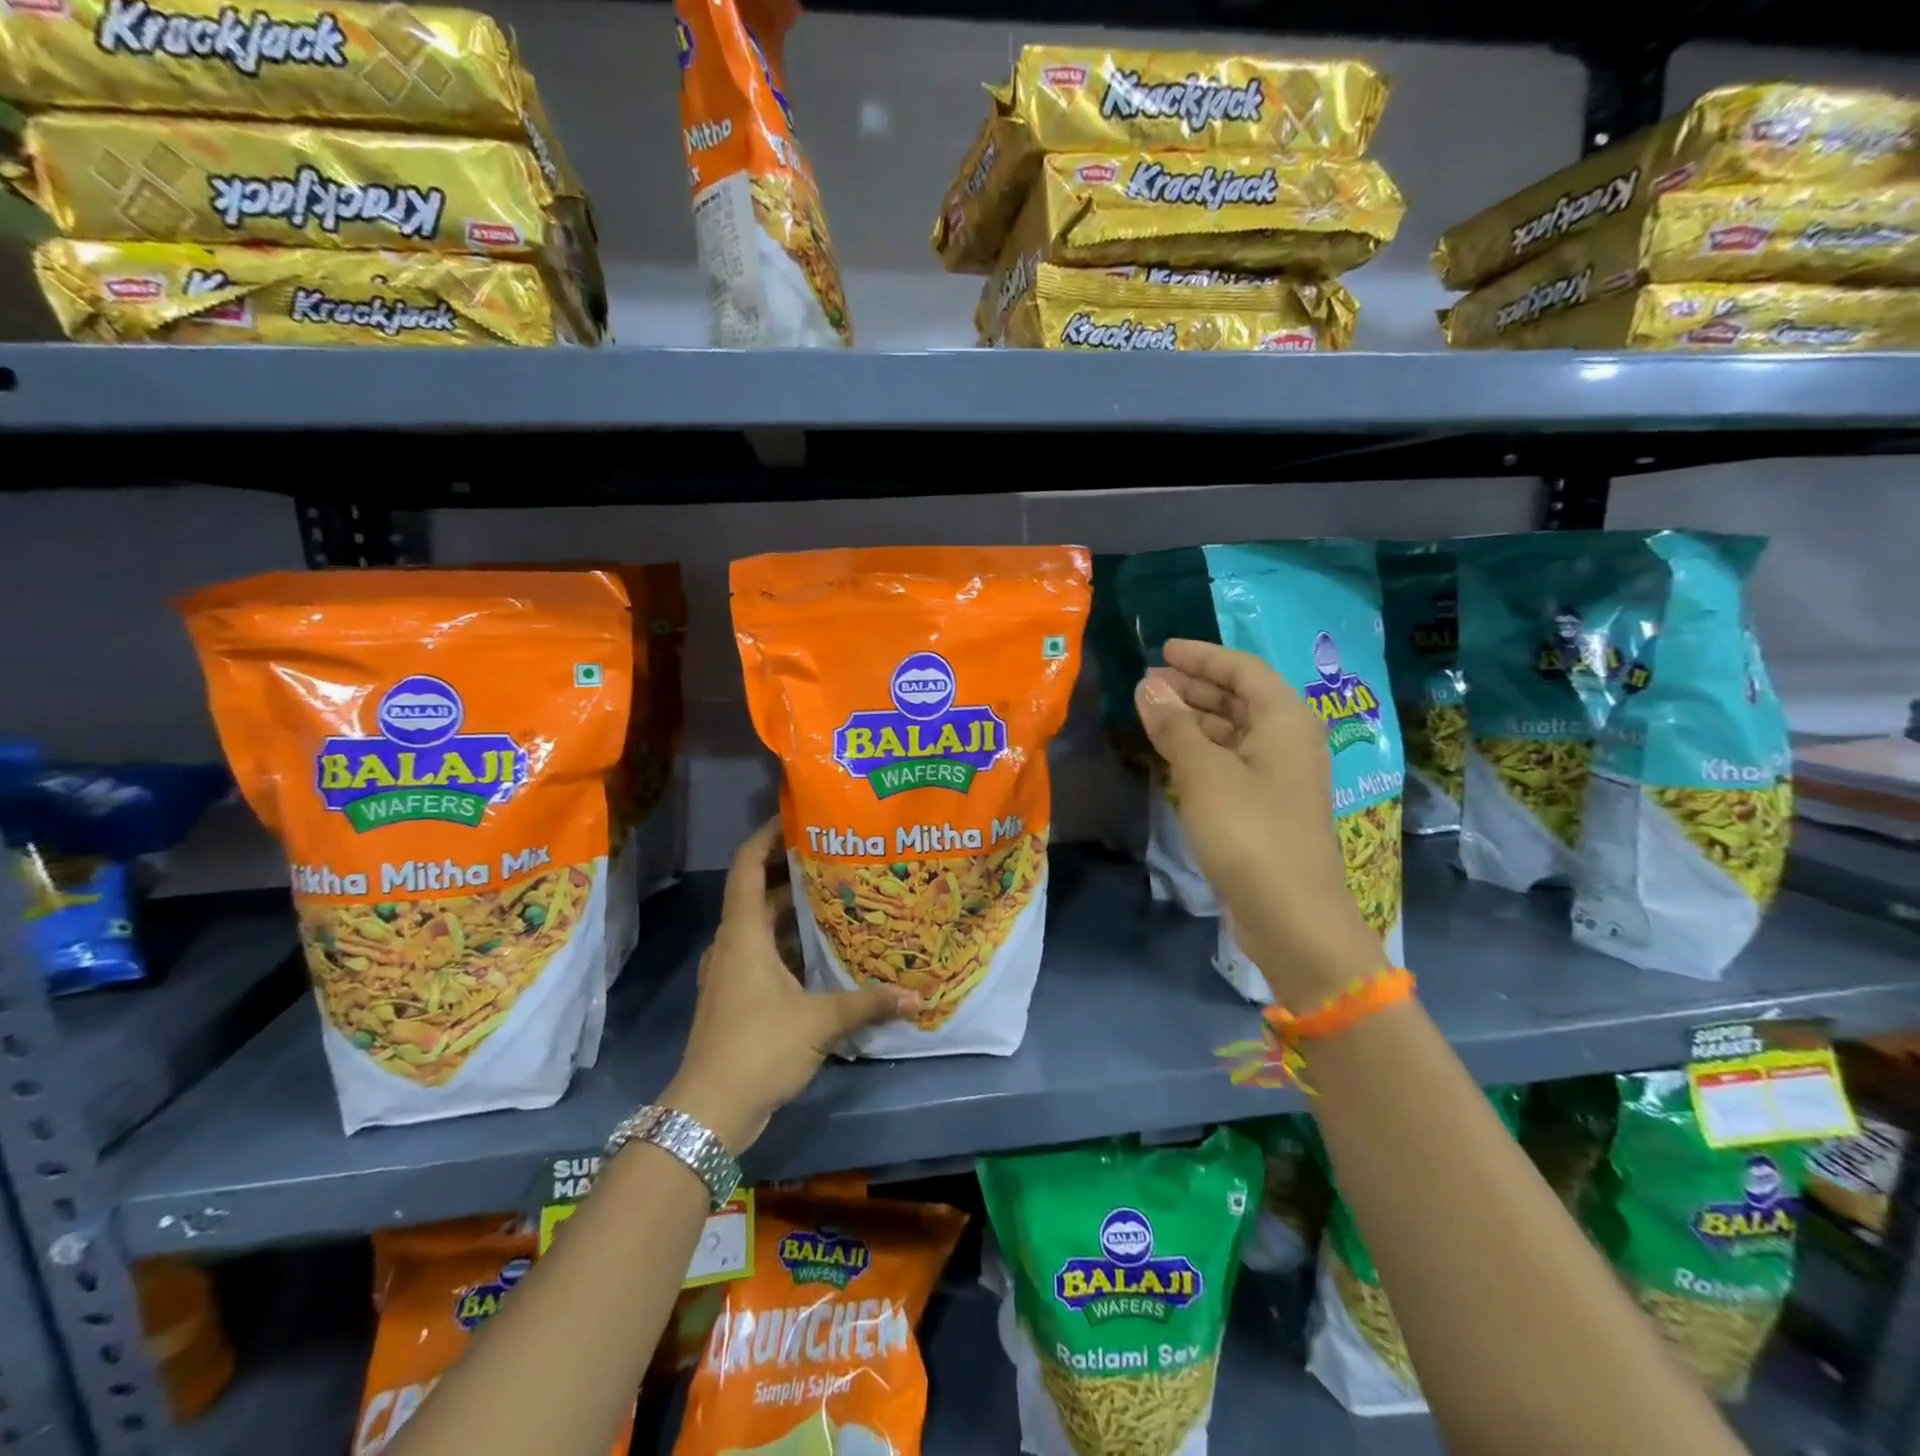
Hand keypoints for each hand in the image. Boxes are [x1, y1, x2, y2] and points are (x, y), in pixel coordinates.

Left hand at [661, 819, 918, 1151]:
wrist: (709, 1112)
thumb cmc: (758, 1048)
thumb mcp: (819, 1022)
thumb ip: (867, 1004)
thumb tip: (917, 997)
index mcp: (743, 934)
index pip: (746, 865)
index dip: (767, 836)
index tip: (797, 817)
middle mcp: (733, 944)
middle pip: (757, 892)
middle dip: (792, 872)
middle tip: (836, 858)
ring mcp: (731, 972)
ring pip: (761, 926)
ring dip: (792, 911)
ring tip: (836, 898)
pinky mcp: (736, 997)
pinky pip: (763, 954)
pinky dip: (789, 944)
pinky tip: (822, 952)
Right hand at [1134, 639, 1381, 1006]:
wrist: (1292, 916)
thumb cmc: (1250, 831)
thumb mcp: (1204, 772)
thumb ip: (1175, 725)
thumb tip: (1147, 685)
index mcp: (1284, 720)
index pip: (1242, 669)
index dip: (1201, 656)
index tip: (1163, 650)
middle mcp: (1287, 741)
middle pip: (1239, 698)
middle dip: (1193, 687)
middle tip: (1148, 683)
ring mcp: (1278, 776)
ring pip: (1232, 732)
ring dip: (1193, 720)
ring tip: (1150, 714)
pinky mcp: (1265, 807)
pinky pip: (1229, 762)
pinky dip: (1200, 751)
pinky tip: (1170, 754)